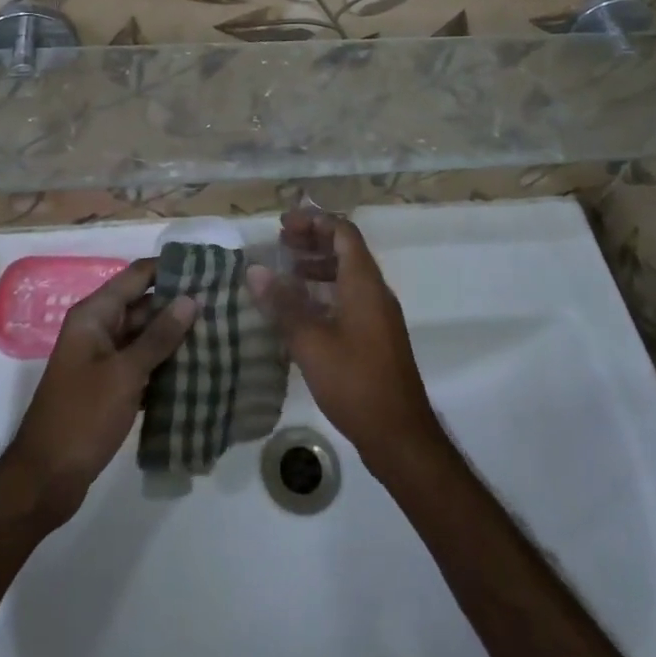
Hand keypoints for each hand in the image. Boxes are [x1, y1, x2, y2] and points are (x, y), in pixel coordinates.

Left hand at [0, 258, 197, 527]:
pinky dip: (164, 365)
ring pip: (145, 337)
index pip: (137, 276)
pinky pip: (142, 364)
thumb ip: (158, 336)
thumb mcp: (124, 374)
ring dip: (175, 337)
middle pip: (143, 305)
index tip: (208, 269)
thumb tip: (190, 299)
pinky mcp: (109, 387)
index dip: (169, 269)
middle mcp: (98, 329)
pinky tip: (198, 370)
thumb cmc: (82, 417)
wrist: (45, 480)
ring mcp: (103, 359)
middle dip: (179, 305)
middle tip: (223, 305)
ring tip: (220, 333)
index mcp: (94, 315)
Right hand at [248, 213, 440, 468]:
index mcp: (364, 283)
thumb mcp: (311, 342)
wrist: (400, 436)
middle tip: (280, 244)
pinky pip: (349, 298)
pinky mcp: (375, 337)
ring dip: (317, 266)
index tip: (282, 225)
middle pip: (346, 249)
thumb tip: (255, 270)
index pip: (342, 232)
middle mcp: (374, 291)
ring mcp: (378, 315)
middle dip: (313, 240)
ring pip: (347, 275)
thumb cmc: (356, 382)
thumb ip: (283, 304)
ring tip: (286, 273)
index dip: (313, 221)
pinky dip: (324, 292)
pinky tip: (301, 311)